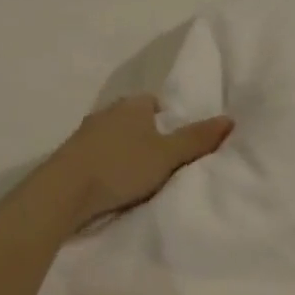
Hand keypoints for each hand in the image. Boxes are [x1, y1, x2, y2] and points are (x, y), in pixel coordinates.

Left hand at [49, 95, 233, 231]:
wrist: (64, 191)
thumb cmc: (121, 167)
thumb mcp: (168, 155)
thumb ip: (197, 139)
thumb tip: (230, 120)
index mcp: (131, 105)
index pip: (154, 103)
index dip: (168, 120)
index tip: (176, 143)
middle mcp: (106, 112)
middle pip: (133, 120)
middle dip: (146, 136)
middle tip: (162, 161)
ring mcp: (84, 134)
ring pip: (114, 137)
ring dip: (124, 151)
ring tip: (138, 176)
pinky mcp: (69, 156)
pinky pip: (97, 155)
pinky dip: (107, 165)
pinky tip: (113, 184)